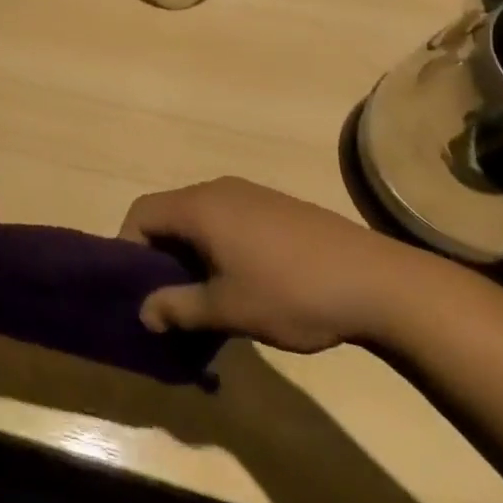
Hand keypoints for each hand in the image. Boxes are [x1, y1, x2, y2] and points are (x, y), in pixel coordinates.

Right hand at [119, 176, 435, 351]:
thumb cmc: (290, 292)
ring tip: (203, 297)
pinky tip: (240, 282)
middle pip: (168, 213)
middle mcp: (217, 190)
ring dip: (189, 253)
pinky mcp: (273, 207)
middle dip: (159, 255)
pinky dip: (216, 246)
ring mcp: (248, 194)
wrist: (375, 281)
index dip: (127, 248)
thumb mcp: (228, 309)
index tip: (134, 289)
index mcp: (198, 207)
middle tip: (166, 299)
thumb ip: (179, 308)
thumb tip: (143, 312)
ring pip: (198, 218)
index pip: (141, 213)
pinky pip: (226, 219)